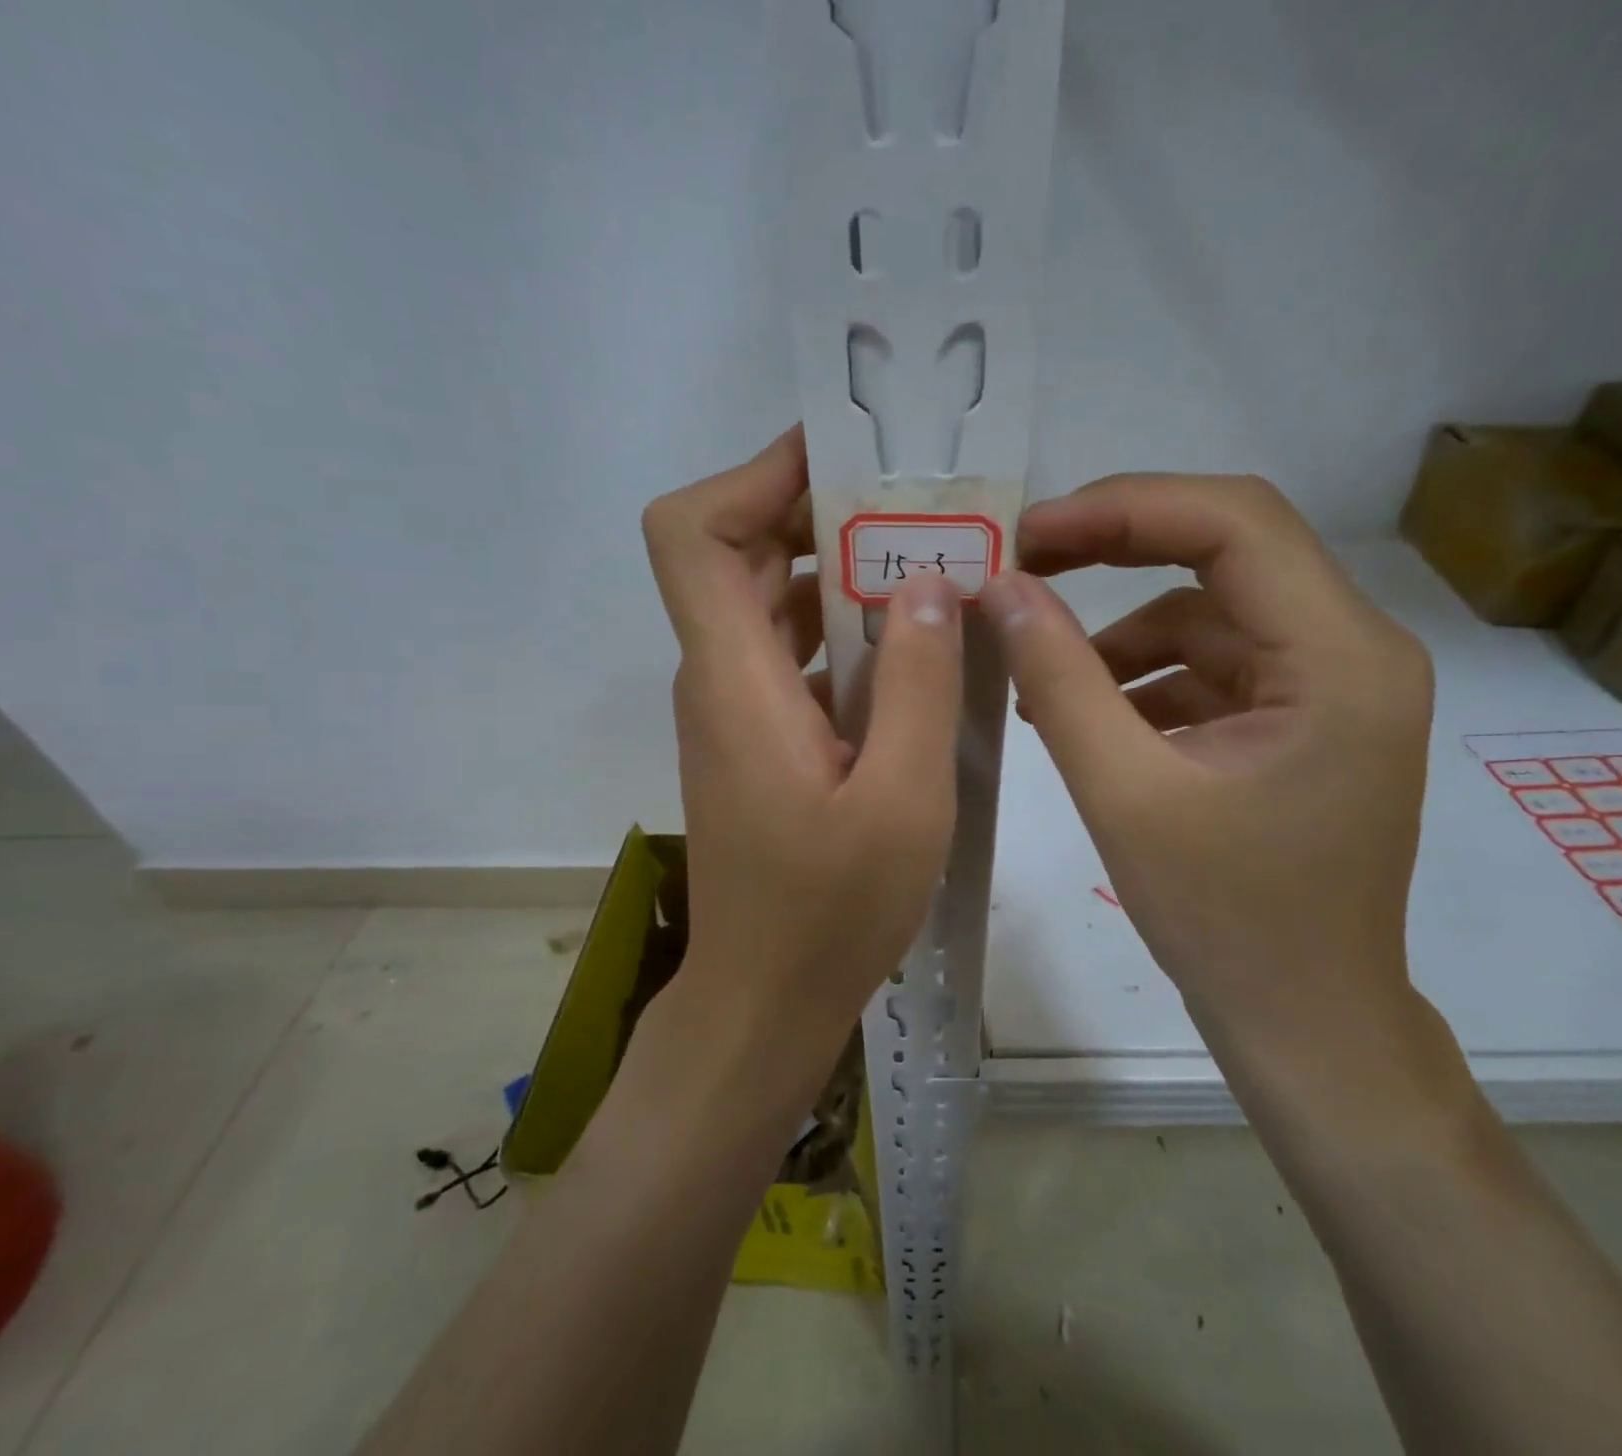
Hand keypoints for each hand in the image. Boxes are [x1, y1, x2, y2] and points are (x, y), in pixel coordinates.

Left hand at [642, 427, 963, 1064]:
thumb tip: (926, 583)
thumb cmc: (830, 912)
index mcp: (736, 679)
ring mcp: (734, 709)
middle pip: (736, 553)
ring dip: (839, 572)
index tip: (841, 461)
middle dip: (820, 513)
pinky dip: (842, 628)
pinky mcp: (757, 738)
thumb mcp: (903, 799)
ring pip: (768, 602)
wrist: (765, 998)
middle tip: (916, 511)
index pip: (692, 533)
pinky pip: (789, 652)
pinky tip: (912, 649)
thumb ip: (918, 684)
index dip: (753, 475)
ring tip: (929, 569)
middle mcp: (718, 677)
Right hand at [980, 474, 1434, 1067]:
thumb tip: (1001, 590)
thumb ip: (1059, 679)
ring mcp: (1332, 686)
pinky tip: (1087, 717)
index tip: (1030, 533)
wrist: (1303, 1022)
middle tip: (1023, 567)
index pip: (1235, 523)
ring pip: (1211, 614)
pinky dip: (1145, 679)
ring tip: (1039, 680)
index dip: (1123, 508)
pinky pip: (1214, 666)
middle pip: (1227, 553)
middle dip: (1117, 550)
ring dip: (1121, 636)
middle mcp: (1356, 650)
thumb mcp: (1124, 792)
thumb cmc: (1225, 921)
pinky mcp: (1302, 719)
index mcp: (1342, 658)